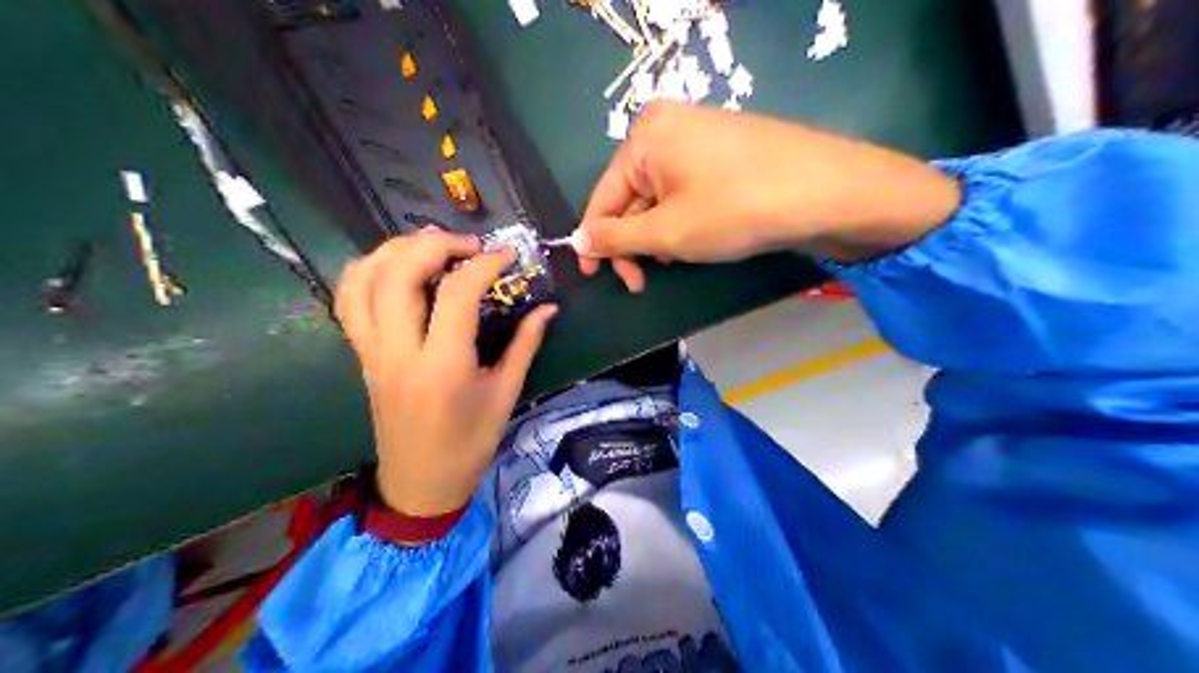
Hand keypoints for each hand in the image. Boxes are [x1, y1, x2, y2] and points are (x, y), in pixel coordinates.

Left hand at [336, 231, 556, 515]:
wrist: (419, 484)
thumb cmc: (468, 446)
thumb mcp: (504, 396)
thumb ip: (525, 345)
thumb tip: (548, 308)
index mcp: (443, 367)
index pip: (458, 294)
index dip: (485, 264)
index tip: (508, 256)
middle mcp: (399, 352)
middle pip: (399, 274)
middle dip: (435, 244)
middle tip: (468, 245)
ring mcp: (372, 352)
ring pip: (364, 279)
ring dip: (396, 250)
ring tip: (431, 247)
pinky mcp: (361, 355)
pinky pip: (349, 300)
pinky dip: (368, 270)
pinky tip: (396, 267)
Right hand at [575, 100, 963, 289]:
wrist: (825, 191)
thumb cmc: (735, 210)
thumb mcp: (667, 232)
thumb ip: (616, 238)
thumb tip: (579, 242)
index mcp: (646, 135)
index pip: (603, 195)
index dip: (595, 240)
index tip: (594, 277)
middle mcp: (669, 126)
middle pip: (632, 195)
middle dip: (635, 241)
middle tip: (641, 282)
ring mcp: (702, 136)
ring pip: (661, 197)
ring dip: (660, 235)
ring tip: (679, 260)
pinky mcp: (727, 151)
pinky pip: (688, 190)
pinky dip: (685, 221)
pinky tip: (700, 241)